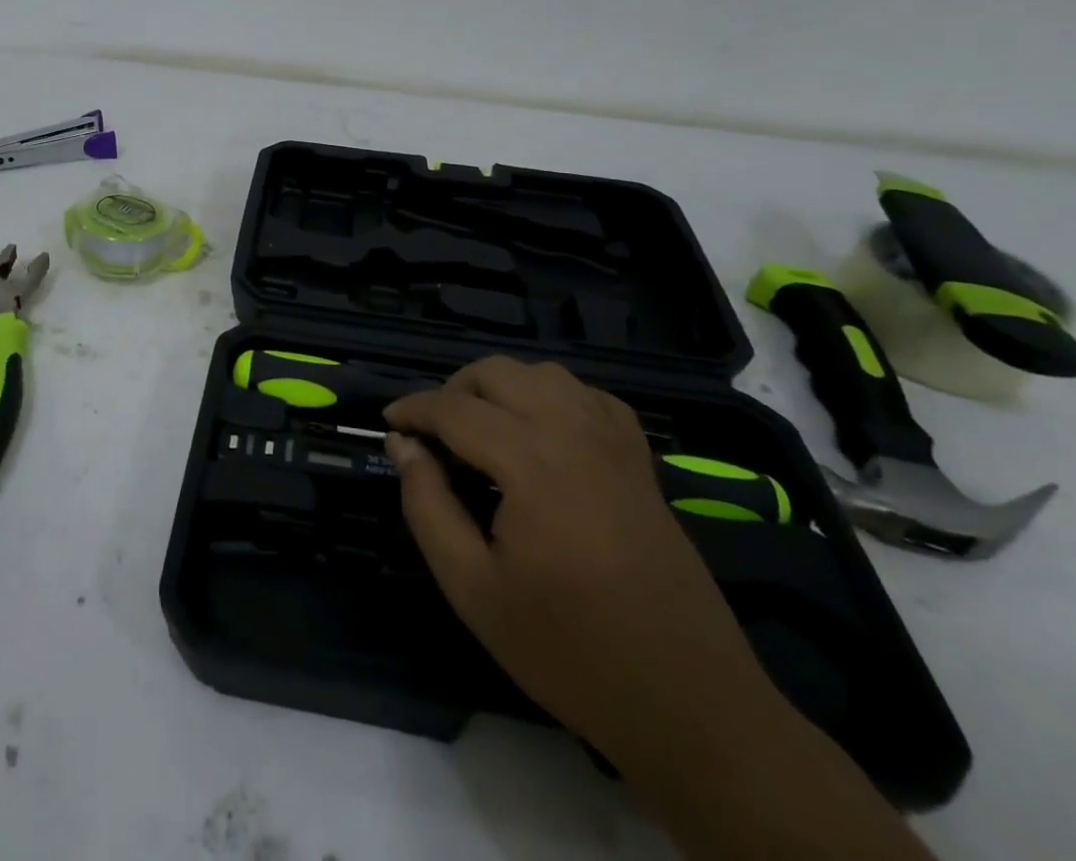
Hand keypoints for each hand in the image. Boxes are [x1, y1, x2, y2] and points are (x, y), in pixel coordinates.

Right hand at [384, 357, 768, 749]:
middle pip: (498, 372)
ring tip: (480, 429)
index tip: (388, 422)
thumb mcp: (473, 589)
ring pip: (544, 373)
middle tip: (432, 434)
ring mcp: (614, 442)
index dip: (413, 408)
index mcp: (532, 463)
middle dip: (453, 390)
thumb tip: (402, 445)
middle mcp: (573, 433)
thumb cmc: (569, 650)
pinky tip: (542, 431)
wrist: (687, 703)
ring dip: (501, 387)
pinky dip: (553, 396)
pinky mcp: (640, 461)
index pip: (454, 408)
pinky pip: (589, 396)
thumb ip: (427, 505)